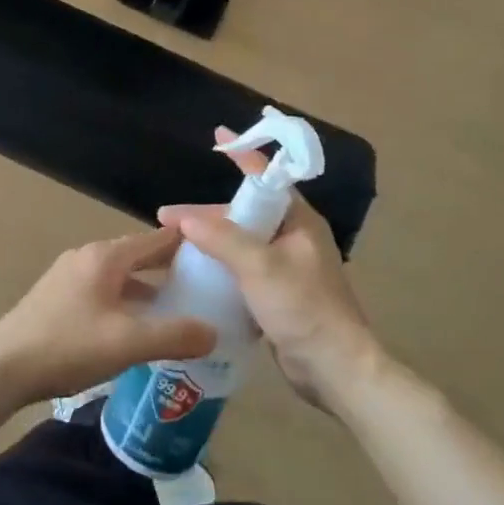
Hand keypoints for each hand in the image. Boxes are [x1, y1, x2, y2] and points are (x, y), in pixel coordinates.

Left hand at [0, 228, 217, 407]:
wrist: (2, 367)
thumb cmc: (68, 346)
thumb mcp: (127, 343)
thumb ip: (174, 335)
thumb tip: (213, 331)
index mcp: (105, 257)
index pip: (155, 240)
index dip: (186, 245)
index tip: (216, 254)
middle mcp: (87, 257)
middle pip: (137, 256)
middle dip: (168, 269)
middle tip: (203, 286)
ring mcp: (68, 276)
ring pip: (119, 276)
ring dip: (146, 289)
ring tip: (174, 311)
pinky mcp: (57, 297)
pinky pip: (103, 291)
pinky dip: (125, 302)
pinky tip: (134, 328)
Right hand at [158, 130, 382, 411]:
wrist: (335, 369)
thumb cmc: (303, 308)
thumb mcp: (260, 267)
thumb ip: (222, 239)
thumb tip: (185, 220)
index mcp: (299, 221)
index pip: (267, 177)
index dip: (242, 155)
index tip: (218, 135)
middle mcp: (295, 238)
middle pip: (245, 214)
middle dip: (207, 213)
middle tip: (167, 217)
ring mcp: (288, 267)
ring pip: (242, 242)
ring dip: (211, 240)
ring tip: (173, 244)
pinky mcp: (279, 294)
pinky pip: (244, 269)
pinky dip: (220, 266)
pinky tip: (194, 272)